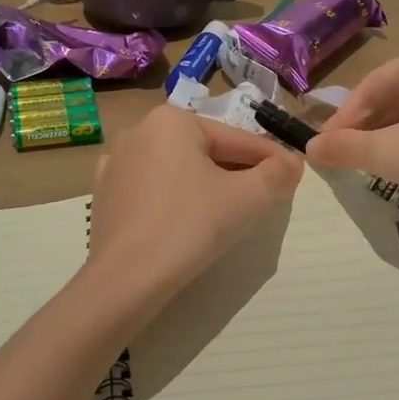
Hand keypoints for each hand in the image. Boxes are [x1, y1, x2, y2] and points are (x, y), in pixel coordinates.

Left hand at [85, 106, 302, 308]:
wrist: (126, 279)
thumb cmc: (191, 226)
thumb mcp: (248, 198)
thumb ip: (277, 174)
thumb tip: (291, 164)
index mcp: (172, 120)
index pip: (236, 139)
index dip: (270, 158)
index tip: (293, 174)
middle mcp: (139, 131)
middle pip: (205, 151)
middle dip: (238, 172)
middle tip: (266, 196)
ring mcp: (116, 164)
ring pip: (178, 170)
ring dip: (207, 185)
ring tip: (230, 212)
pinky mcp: (105, 195)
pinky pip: (153, 190)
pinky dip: (176, 200)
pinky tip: (188, 222)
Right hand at [306, 41, 398, 221]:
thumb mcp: (393, 156)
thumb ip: (347, 149)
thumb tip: (310, 148)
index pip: (367, 89)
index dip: (341, 123)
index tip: (325, 151)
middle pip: (393, 94)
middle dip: (369, 128)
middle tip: (351, 160)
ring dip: (395, 133)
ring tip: (382, 164)